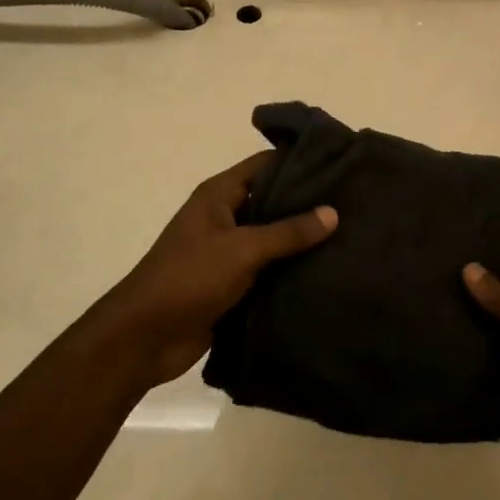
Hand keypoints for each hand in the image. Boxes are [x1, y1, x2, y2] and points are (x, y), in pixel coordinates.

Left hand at [99, 152, 336, 388]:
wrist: (145, 337)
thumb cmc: (189, 278)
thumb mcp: (241, 249)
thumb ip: (288, 232)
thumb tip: (333, 212)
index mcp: (219, 195)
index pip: (265, 165)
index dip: (299, 161)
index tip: (339, 163)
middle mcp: (225, 217)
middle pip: (272, 201)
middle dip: (307, 204)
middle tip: (354, 202)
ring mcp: (228, 252)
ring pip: (273, 238)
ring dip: (302, 241)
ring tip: (351, 236)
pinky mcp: (232, 284)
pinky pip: (268, 270)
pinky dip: (291, 270)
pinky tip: (327, 271)